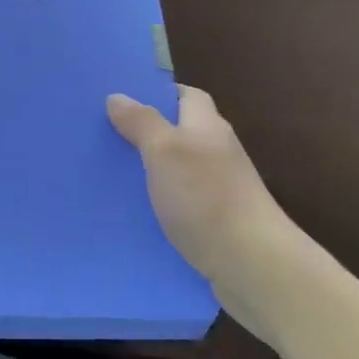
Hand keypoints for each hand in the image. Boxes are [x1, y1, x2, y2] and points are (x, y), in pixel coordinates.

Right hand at [107, 86, 297, 317]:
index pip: (186, 96)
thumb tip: (118, 96)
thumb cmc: (206, 197)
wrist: (252, 264)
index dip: (158, 95)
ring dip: (151, 174)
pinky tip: (136, 217)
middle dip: (147, 135)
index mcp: (207, 126)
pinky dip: (161, 207)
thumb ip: (141, 122)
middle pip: (180, 133)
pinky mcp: (218, 223)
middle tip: (105, 140)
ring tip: (111, 178)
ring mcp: (221, 189)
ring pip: (179, 171)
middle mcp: (217, 152)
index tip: (123, 102)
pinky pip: (183, 205)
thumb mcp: (164, 150)